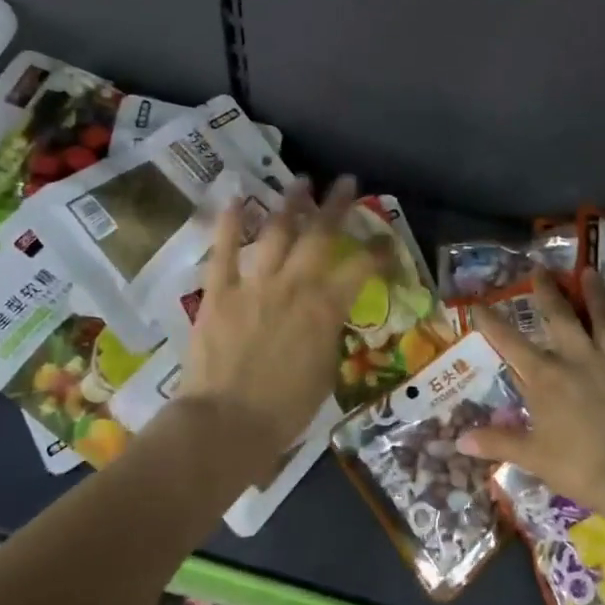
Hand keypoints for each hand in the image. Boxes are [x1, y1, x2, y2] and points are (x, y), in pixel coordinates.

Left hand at [178, 176, 382, 453]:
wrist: (227, 423)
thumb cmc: (285, 410)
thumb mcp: (325, 373)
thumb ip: (328, 335)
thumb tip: (327, 317)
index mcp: (326, 308)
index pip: (361, 268)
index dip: (378, 251)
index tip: (386, 239)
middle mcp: (294, 285)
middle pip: (320, 235)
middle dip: (336, 205)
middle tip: (346, 182)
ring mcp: (254, 284)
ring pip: (275, 232)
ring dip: (290, 204)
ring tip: (300, 182)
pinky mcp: (219, 291)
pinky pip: (224, 250)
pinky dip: (228, 222)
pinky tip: (234, 198)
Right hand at [460, 266, 604, 511]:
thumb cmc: (580, 467)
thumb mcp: (533, 457)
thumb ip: (498, 442)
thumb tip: (459, 441)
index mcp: (546, 378)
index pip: (510, 343)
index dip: (492, 322)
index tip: (478, 303)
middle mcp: (578, 359)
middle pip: (561, 318)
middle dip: (548, 292)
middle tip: (542, 269)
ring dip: (597, 295)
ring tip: (591, 271)